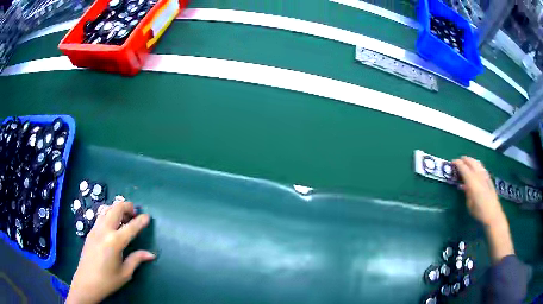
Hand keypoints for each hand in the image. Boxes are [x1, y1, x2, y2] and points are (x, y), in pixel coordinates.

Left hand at [66, 201, 154, 303]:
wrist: (86, 282)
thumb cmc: (108, 280)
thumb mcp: (125, 272)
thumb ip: (136, 259)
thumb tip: (151, 254)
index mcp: (115, 242)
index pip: (131, 227)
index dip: (141, 221)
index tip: (147, 216)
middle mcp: (104, 231)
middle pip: (116, 209)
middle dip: (127, 206)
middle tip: (134, 212)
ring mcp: (95, 229)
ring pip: (106, 209)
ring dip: (116, 209)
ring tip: (124, 217)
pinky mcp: (90, 232)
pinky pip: (100, 216)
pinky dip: (109, 214)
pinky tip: (113, 224)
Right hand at [453, 156, 513, 262]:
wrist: (493, 214)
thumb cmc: (479, 212)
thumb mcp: (469, 204)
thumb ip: (467, 192)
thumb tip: (463, 185)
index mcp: (472, 182)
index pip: (464, 168)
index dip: (458, 163)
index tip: (453, 162)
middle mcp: (479, 176)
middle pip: (471, 162)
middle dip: (464, 159)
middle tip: (459, 160)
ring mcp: (485, 176)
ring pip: (477, 163)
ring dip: (471, 160)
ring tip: (467, 162)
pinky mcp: (489, 178)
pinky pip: (481, 167)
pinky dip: (477, 164)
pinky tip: (476, 168)